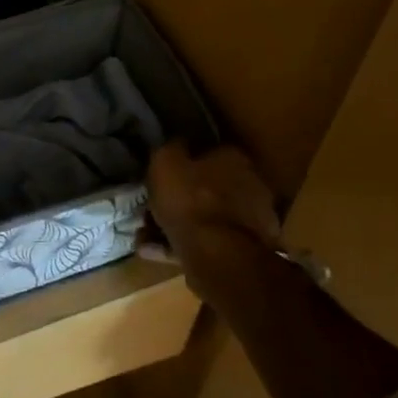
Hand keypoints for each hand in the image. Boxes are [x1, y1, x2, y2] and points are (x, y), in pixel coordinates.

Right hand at [146, 143, 283, 303]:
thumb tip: (175, 142)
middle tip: (153, 206)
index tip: (164, 173)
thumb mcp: (166, 163)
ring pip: (206, 218)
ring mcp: (252, 221)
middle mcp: (251, 185)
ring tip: (145, 235)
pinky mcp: (245, 250)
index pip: (209, 151)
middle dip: (182, 197)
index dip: (184, 162)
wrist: (218, 255)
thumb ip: (170, 148)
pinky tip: (154, 251)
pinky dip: (182, 245)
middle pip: (209, 187)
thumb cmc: (190, 200)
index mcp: (235, 158)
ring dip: (178, 224)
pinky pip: (207, 242)